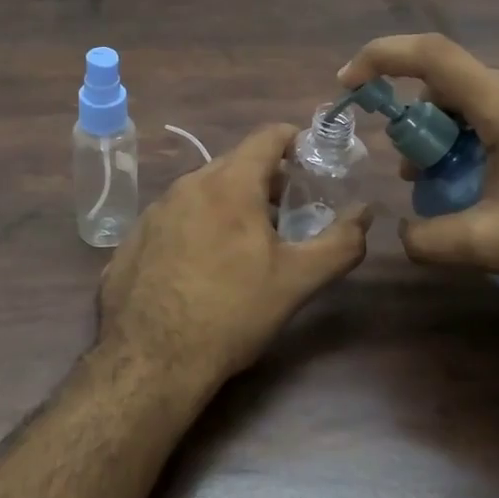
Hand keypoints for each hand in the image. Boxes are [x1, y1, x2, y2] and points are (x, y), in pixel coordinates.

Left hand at [97, 124, 372, 390]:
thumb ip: (340, 243)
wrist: (150, 361)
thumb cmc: (231, 314)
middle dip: (265, 178)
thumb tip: (366, 213)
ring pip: (201, 191)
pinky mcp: (133, 239)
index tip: (311, 160)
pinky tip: (201, 266)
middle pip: (234, 163)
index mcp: (229, 185)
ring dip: (229, 203)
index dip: (294, 140)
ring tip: (246, 241)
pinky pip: (174, 217)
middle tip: (287, 211)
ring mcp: (153, 211)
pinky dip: (196, 226)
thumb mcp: (296, 281)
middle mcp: (186, 185)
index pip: (267, 136)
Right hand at [338, 34, 498, 293]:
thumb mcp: (493, 244)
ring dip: (447, 132)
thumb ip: (430, 239)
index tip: (348, 83)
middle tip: (410, 170)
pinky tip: (486, 178)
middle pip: (450, 83)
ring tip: (444, 181)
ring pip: (477, 98)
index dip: (380, 58)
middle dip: (416, 121)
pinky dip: (477, 134)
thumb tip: (402, 232)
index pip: (431, 55)